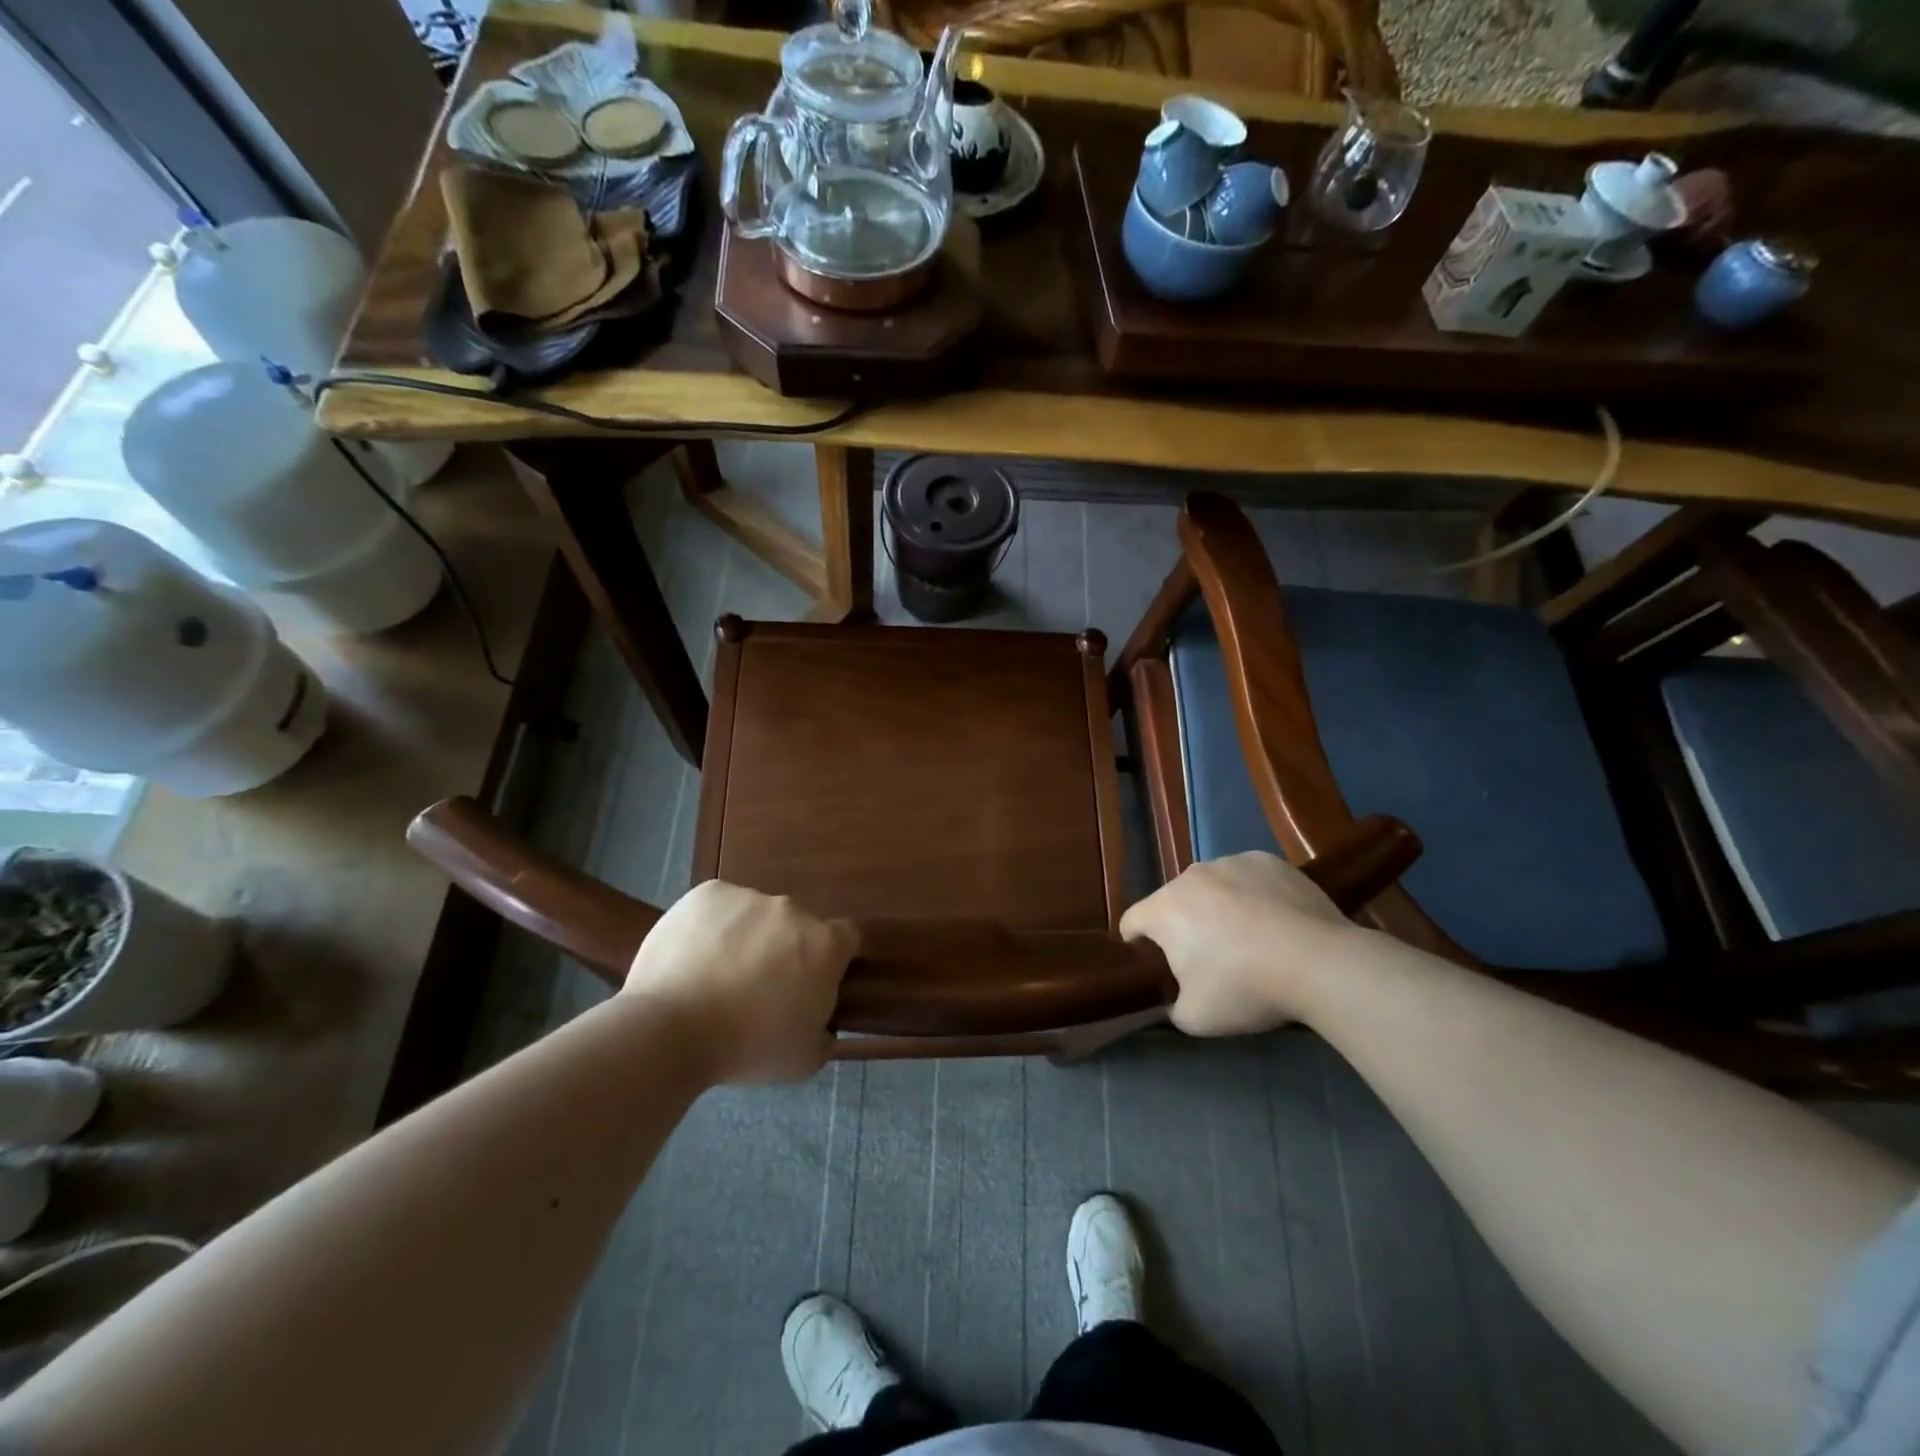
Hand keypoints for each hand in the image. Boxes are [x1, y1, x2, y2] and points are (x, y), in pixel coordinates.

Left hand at [623, 881, 856, 1084]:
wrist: (671, 1030)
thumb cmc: (747, 1048)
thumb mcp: (803, 1060)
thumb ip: (823, 1034)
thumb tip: (821, 1025)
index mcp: (824, 946)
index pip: (846, 937)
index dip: (831, 959)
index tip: (810, 982)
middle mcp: (793, 911)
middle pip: (796, 926)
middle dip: (782, 950)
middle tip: (756, 988)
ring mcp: (749, 897)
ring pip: (755, 915)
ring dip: (746, 937)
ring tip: (714, 976)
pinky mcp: (708, 893)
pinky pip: (718, 906)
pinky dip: (711, 925)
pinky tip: (692, 956)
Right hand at [1119, 853, 1361, 1035]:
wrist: (1320, 963)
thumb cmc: (1246, 987)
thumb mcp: (1196, 1018)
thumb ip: (1172, 1007)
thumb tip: (1175, 1000)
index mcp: (1164, 909)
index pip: (1131, 921)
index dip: (1136, 944)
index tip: (1153, 964)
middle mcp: (1191, 876)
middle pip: (1174, 902)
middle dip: (1184, 926)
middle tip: (1210, 959)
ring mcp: (1232, 862)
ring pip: (1212, 887)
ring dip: (1218, 907)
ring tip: (1250, 938)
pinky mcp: (1268, 860)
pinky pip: (1248, 878)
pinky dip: (1252, 895)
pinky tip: (1276, 920)